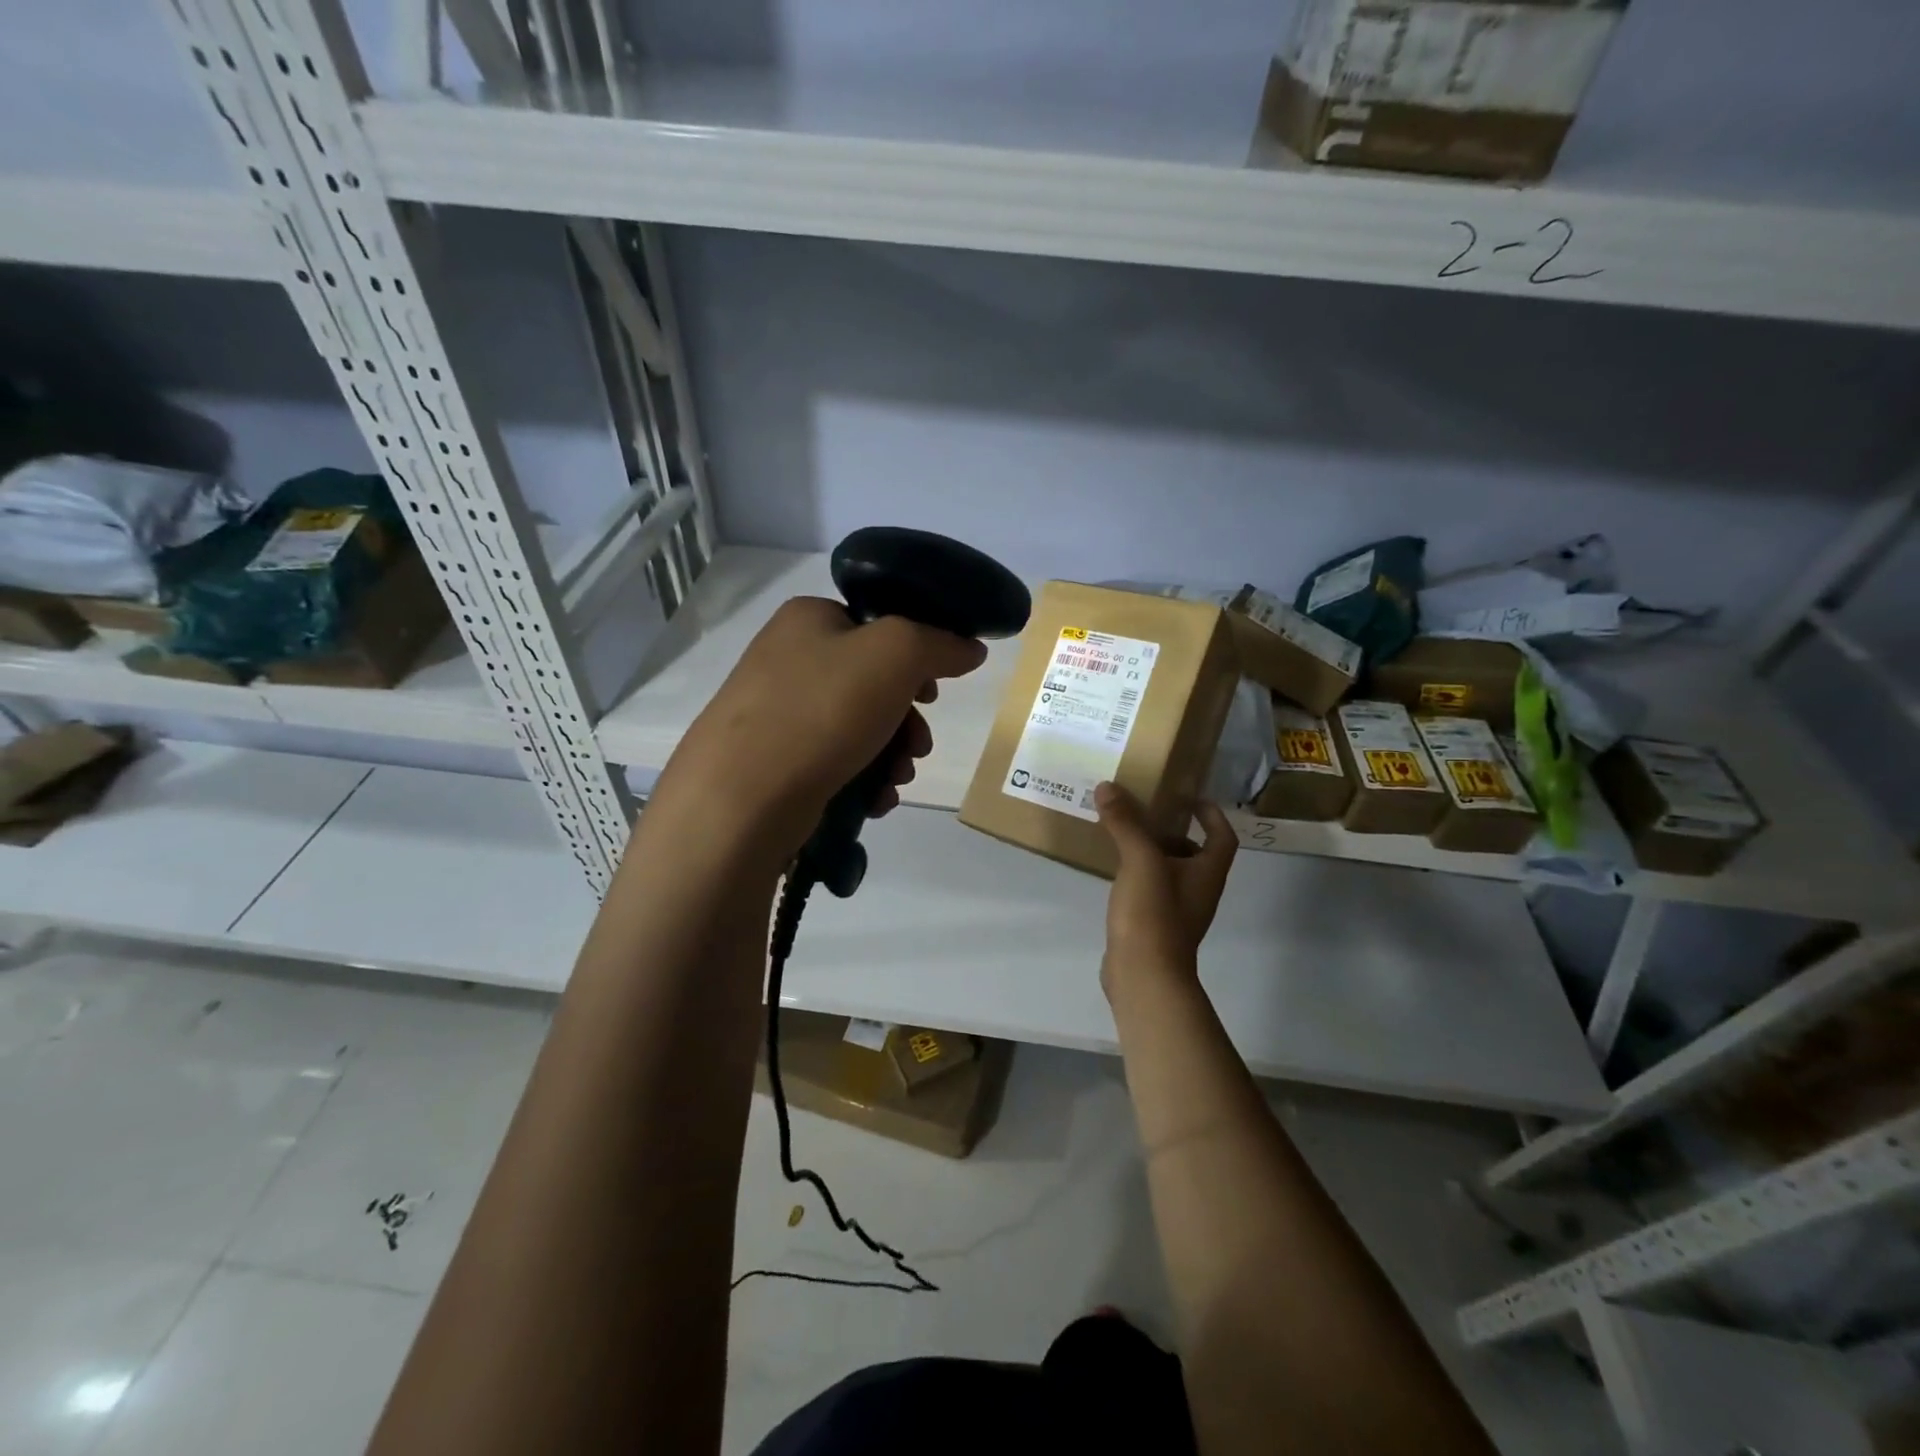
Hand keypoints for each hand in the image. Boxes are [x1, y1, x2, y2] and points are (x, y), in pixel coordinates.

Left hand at [654, 596, 987, 859]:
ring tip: (897, 780)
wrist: (743, 796)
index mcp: (810, 619)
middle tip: (919, 746)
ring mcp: (777, 713)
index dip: (916, 658)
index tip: (933, 693)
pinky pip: (835, 763)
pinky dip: (864, 780)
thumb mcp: (897, 655)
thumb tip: (970, 649)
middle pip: (874, 683)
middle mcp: (788, 659)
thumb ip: (940, 645)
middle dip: (908, 721)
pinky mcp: (774, 762)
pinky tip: (875, 801)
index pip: (879, 625)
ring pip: (859, 728)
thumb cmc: (823, 710)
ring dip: (892, 755)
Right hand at [1095, 782, 1236, 998]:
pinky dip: (1136, 875)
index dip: (1212, 815)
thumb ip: (1126, 823)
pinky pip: (1149, 891)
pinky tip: (1113, 870)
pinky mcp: (1153, 926)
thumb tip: (1108, 787)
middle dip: (1172, 831)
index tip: (1192, 797)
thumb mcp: (1140, 861)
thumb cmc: (1154, 914)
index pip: (1222, 837)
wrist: (1144, 976)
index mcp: (1207, 873)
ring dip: (1151, 853)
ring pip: (1168, 873)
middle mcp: (1198, 891)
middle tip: (1145, 811)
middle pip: (1194, 854)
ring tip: (1123, 833)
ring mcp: (1176, 912)